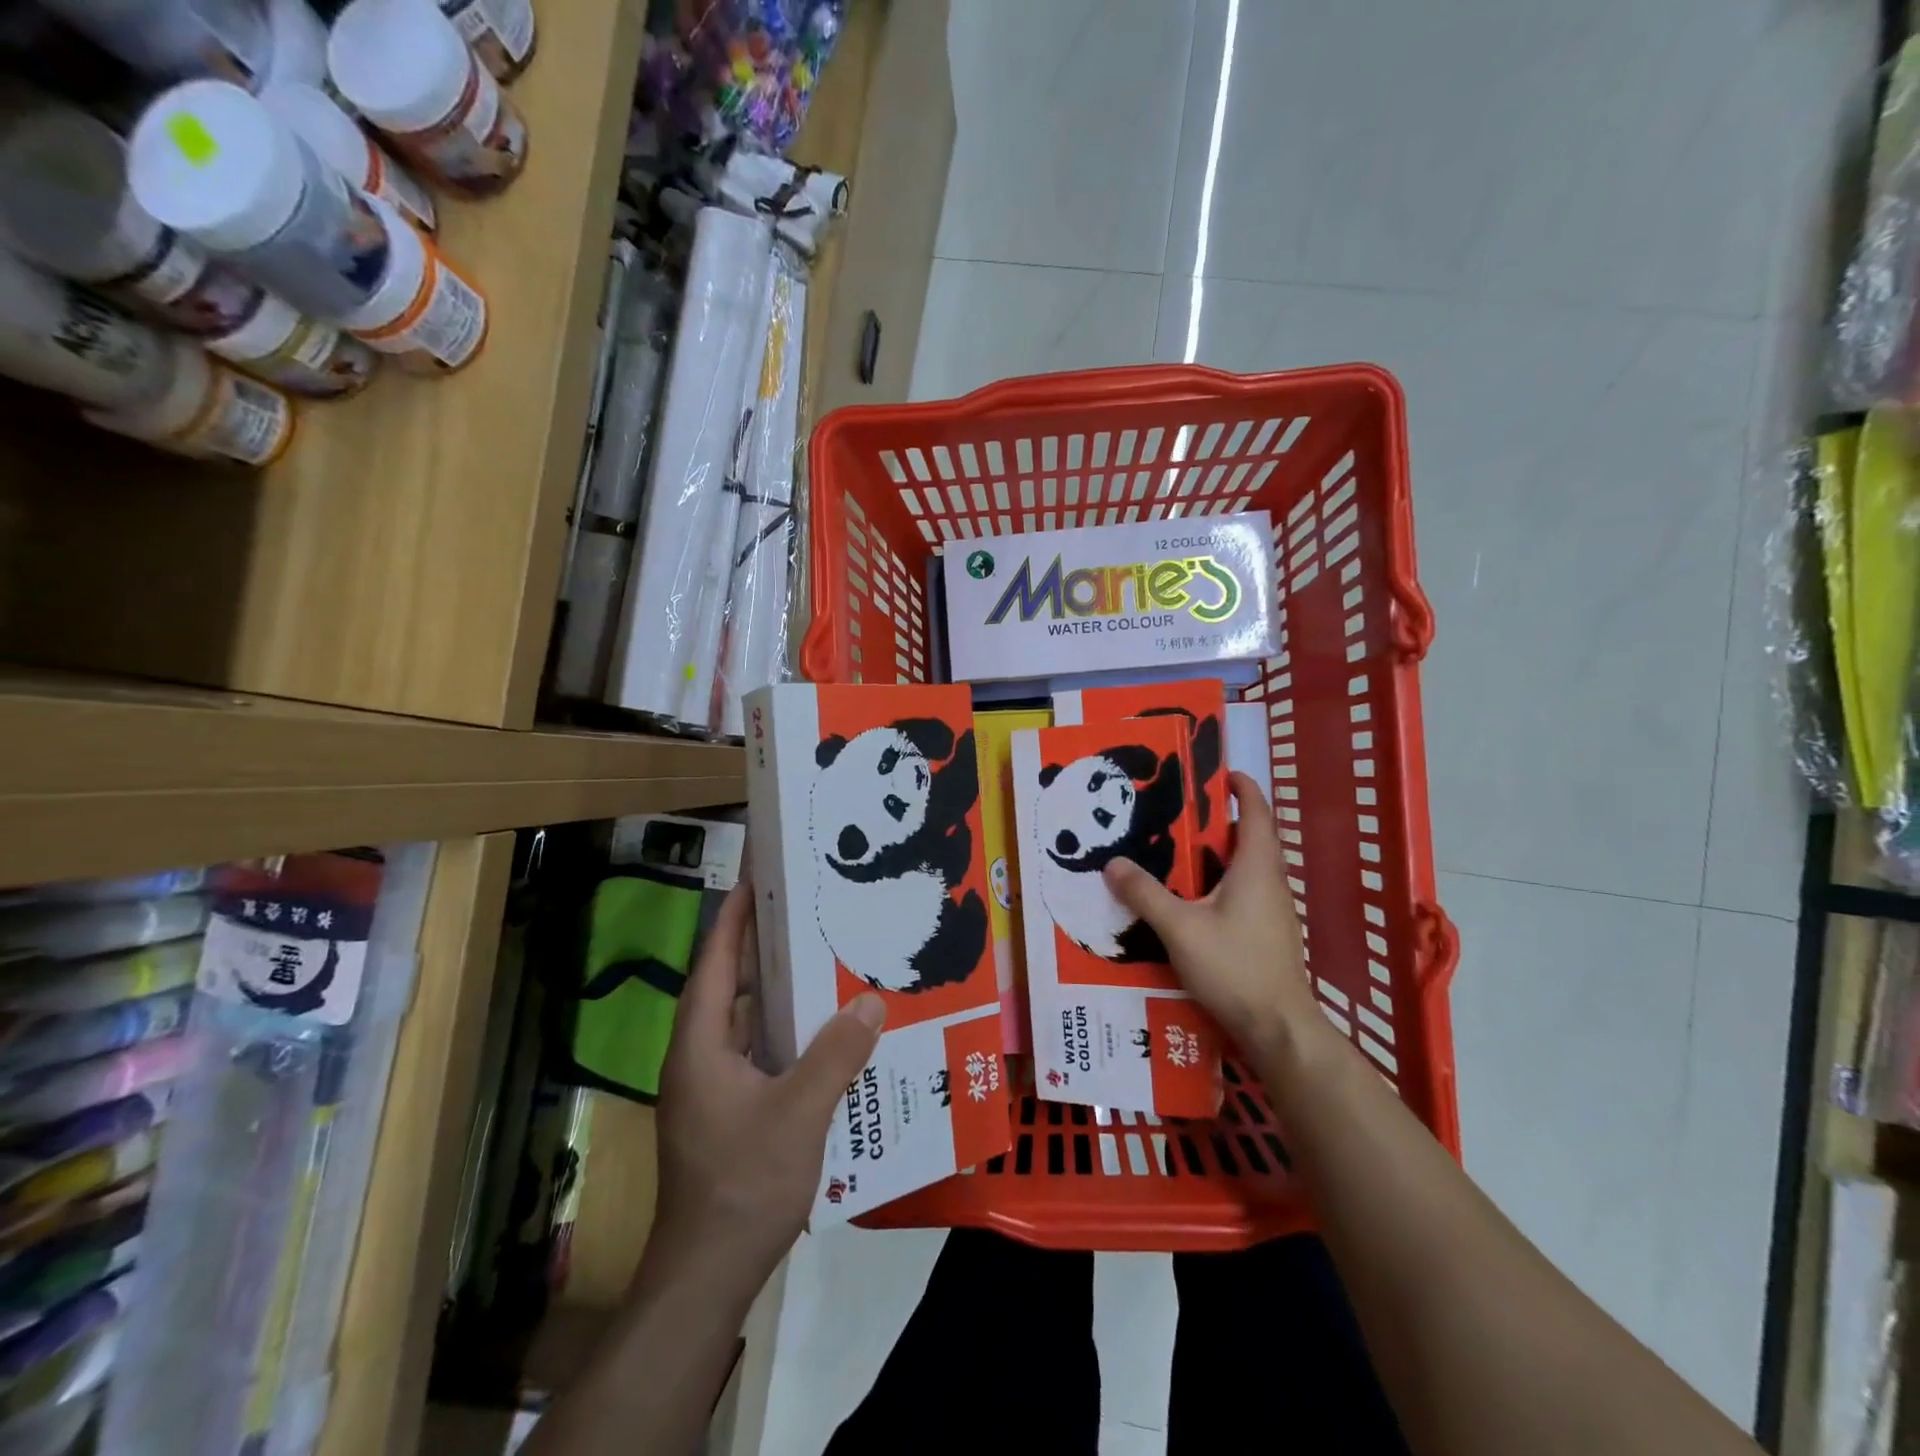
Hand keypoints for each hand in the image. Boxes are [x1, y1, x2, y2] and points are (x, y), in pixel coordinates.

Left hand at [646, 883, 885, 1287]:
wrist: (706, 1276)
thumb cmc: (743, 1183)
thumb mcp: (799, 1112)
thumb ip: (837, 1053)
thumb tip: (871, 999)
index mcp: (701, 1046)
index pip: (715, 964)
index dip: (734, 919)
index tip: (758, 879)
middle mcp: (700, 1058)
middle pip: (730, 988)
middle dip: (763, 948)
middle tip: (807, 914)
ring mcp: (712, 1090)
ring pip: (746, 1024)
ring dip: (778, 994)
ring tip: (824, 962)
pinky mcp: (728, 1114)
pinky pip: (759, 1054)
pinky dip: (786, 1034)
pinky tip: (826, 1034)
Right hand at [1103, 772, 1317, 1052]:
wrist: (1278, 1027)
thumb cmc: (1234, 967)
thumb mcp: (1180, 928)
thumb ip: (1145, 894)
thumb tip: (1113, 863)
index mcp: (1257, 868)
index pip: (1257, 814)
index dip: (1243, 789)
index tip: (1222, 773)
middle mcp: (1272, 882)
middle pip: (1253, 839)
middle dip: (1223, 821)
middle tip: (1183, 813)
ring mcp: (1275, 910)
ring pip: (1250, 868)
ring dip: (1223, 853)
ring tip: (1182, 852)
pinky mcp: (1270, 933)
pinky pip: (1248, 891)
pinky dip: (1224, 880)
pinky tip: (1196, 898)